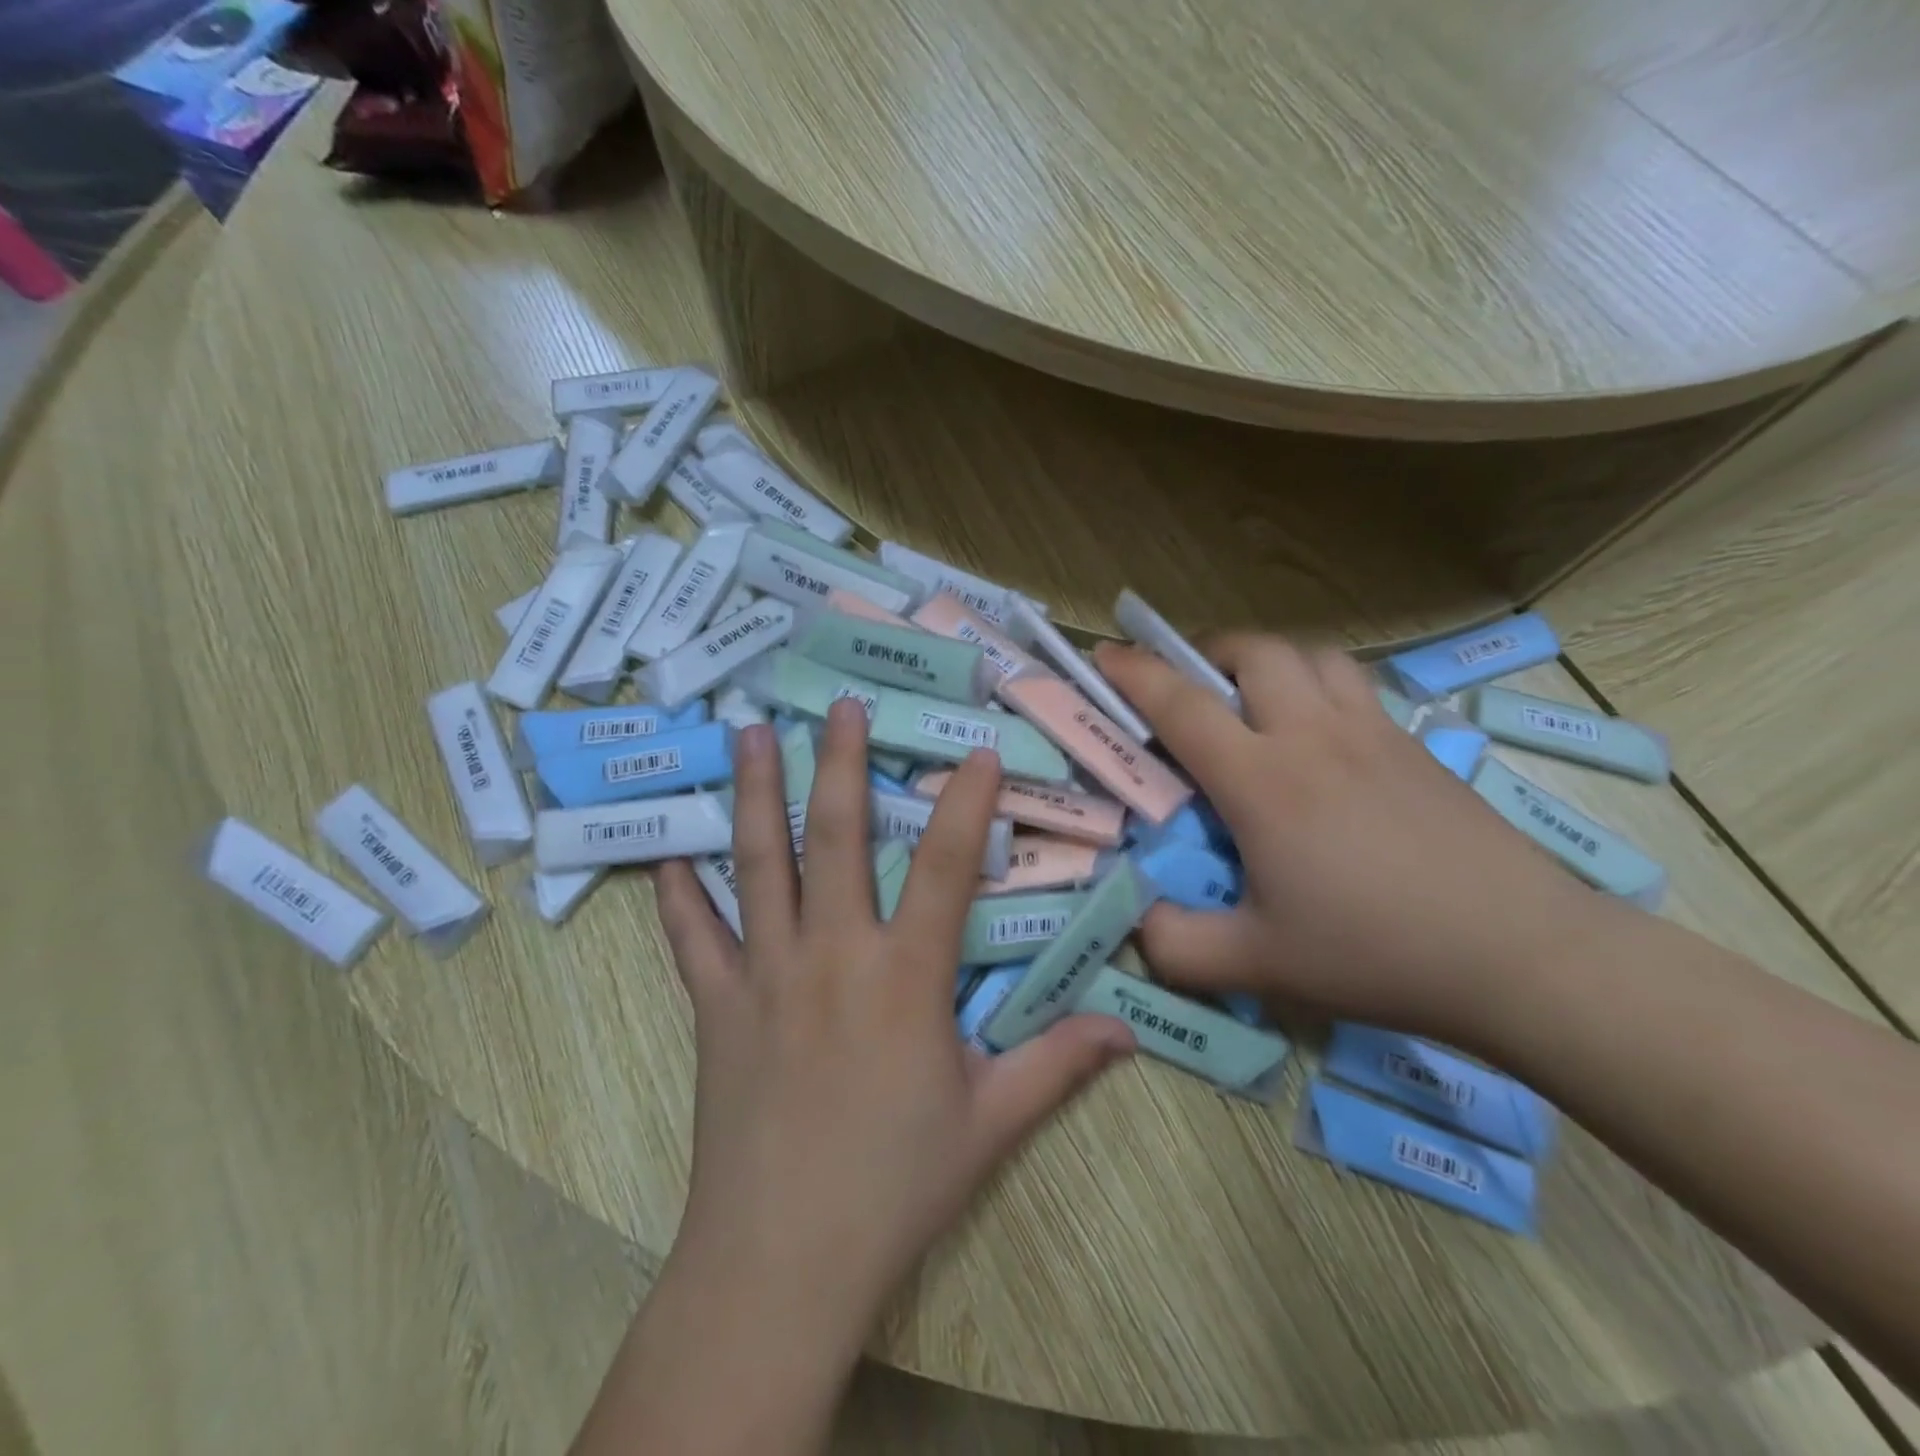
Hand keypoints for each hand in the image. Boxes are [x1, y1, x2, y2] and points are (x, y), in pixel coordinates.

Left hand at [652, 700, 1133, 1340]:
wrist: (781, 1263)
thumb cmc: (894, 1186)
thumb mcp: (990, 1123)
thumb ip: (1057, 1065)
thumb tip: (1127, 1029)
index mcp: (905, 977)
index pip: (948, 867)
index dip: (967, 803)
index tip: (976, 753)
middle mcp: (833, 954)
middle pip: (837, 837)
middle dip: (840, 762)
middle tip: (837, 705)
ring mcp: (764, 974)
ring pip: (759, 863)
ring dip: (757, 793)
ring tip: (750, 732)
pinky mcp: (715, 1006)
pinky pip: (691, 936)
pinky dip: (680, 892)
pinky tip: (670, 854)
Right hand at [1095, 637, 1593, 1042]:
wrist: (1524, 957)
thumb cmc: (1379, 954)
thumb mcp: (1259, 965)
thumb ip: (1177, 945)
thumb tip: (1136, 920)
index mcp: (1264, 782)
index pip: (1183, 704)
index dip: (1134, 673)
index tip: (1104, 655)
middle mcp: (1314, 737)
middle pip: (1253, 652)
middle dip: (1204, 652)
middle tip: (1185, 688)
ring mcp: (1372, 734)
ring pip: (1310, 655)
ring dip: (1266, 661)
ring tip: (1250, 699)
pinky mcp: (1415, 746)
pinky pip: (1353, 685)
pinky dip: (1316, 683)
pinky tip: (1317, 735)